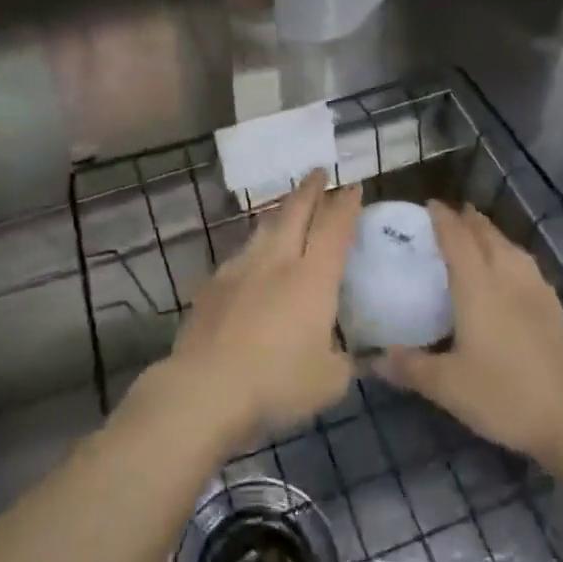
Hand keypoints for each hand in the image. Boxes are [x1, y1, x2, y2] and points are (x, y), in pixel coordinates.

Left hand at [163, 172, 358, 449]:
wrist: (206, 388)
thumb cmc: (277, 384)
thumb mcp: (330, 382)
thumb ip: (347, 361)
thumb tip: (357, 356)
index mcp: (313, 278)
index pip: (334, 228)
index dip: (346, 204)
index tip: (353, 187)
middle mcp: (277, 261)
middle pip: (296, 211)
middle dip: (310, 189)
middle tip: (319, 172)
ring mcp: (240, 268)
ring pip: (264, 227)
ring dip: (279, 212)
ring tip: (286, 208)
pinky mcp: (212, 284)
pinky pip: (239, 254)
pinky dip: (254, 247)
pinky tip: (251, 260)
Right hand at [379, 203, 562, 476]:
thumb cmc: (506, 394)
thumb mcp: (448, 387)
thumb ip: (409, 368)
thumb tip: (372, 359)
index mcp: (477, 285)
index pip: (456, 237)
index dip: (442, 217)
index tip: (428, 205)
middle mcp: (506, 276)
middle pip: (486, 234)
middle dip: (466, 219)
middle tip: (447, 216)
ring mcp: (535, 290)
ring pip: (509, 246)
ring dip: (490, 233)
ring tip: (477, 234)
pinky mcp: (553, 307)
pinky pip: (526, 264)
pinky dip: (510, 254)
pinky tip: (510, 271)